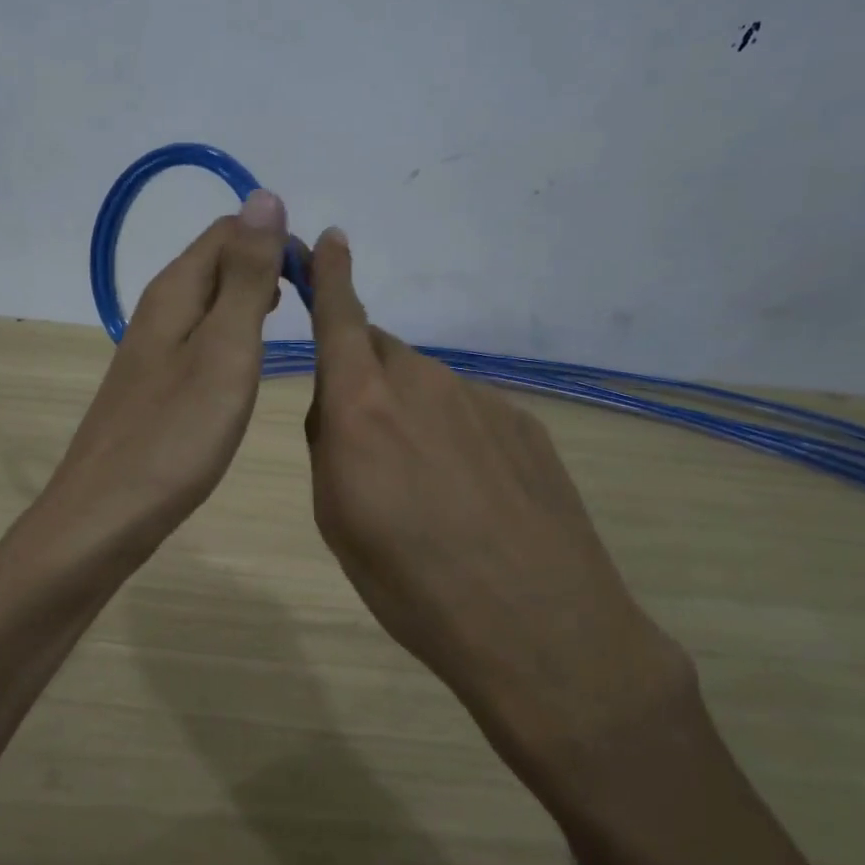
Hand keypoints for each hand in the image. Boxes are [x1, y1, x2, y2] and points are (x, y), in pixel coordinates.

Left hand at [41, 190, 290, 558]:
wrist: (107, 515)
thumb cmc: (176, 434)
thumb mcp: (225, 349)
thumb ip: (247, 277)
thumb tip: (263, 196)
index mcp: (174, 291)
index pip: (228, 231)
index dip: (276, 239)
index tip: (318, 278)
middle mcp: (158, 310)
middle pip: (216, 262)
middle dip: (267, 268)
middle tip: (313, 304)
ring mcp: (152, 350)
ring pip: (209, 303)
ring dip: (252, 301)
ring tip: (292, 324)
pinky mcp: (155, 386)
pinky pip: (201, 340)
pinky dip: (233, 337)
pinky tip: (248, 364)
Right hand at [302, 227, 690, 758]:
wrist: (535, 624)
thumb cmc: (409, 581)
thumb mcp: (336, 519)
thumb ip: (329, 444)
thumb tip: (337, 406)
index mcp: (362, 405)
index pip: (341, 319)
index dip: (331, 277)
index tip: (330, 240)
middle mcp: (422, 384)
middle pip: (380, 357)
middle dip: (362, 381)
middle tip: (365, 448)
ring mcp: (480, 399)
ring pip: (425, 387)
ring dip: (410, 416)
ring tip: (424, 488)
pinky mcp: (522, 422)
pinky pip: (468, 411)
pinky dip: (455, 437)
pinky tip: (472, 496)